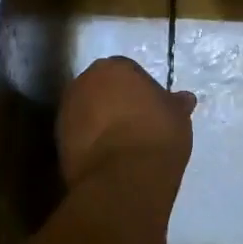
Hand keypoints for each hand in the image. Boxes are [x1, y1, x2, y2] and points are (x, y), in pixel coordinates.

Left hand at [56, 57, 195, 187]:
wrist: (124, 177)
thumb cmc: (156, 134)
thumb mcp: (178, 116)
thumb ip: (176, 104)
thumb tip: (184, 99)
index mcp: (114, 67)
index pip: (128, 72)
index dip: (140, 91)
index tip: (151, 110)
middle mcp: (84, 81)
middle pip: (102, 89)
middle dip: (114, 102)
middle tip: (135, 125)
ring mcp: (67, 111)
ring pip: (87, 112)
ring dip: (99, 123)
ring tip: (121, 146)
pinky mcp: (57, 141)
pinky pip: (79, 136)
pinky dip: (90, 143)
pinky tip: (108, 159)